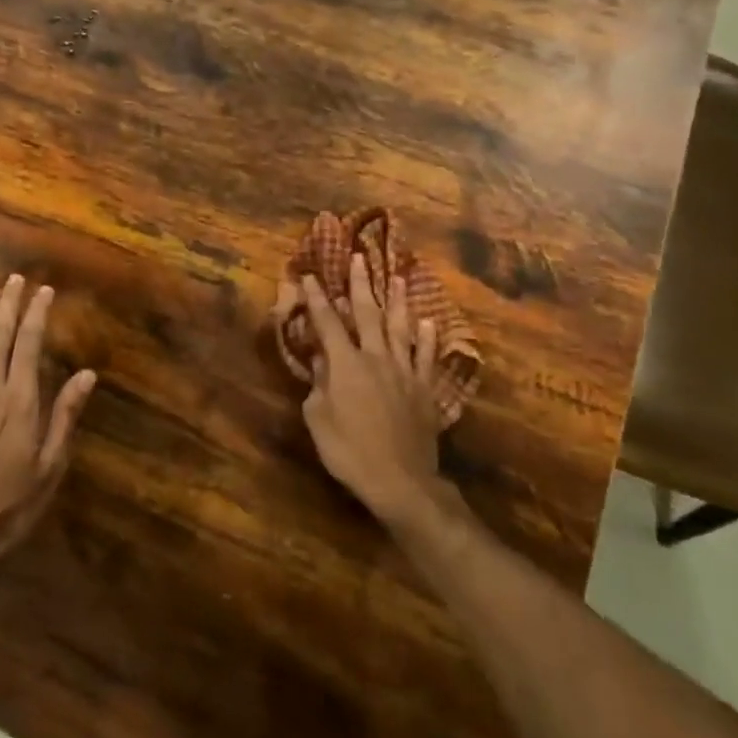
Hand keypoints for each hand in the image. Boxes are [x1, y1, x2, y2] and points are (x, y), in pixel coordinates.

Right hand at [295, 254, 446, 525]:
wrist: (401, 480)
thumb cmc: (349, 451)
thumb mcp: (318, 419)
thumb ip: (318, 386)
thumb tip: (321, 362)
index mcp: (346, 365)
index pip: (327, 324)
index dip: (317, 299)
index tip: (310, 276)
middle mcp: (376, 358)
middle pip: (367, 314)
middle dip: (360, 284)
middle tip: (359, 257)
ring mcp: (404, 372)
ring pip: (401, 328)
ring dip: (397, 301)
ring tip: (397, 277)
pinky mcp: (424, 389)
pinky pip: (426, 356)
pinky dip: (426, 338)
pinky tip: (427, 322)